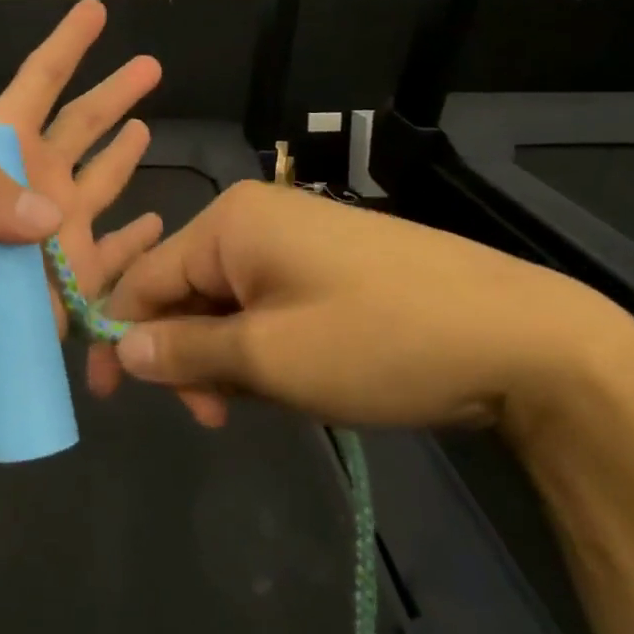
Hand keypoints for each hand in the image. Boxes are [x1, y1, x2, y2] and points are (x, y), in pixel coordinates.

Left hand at [0, 0, 165, 430]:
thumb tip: (50, 209)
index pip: (33, 87)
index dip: (64, 47)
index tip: (94, 10)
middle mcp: (27, 186)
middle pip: (80, 126)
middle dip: (112, 93)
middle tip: (152, 65)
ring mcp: (53, 237)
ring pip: (103, 179)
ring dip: (124, 152)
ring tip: (150, 124)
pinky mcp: (72, 286)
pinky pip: (117, 253)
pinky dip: (140, 237)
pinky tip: (162, 219)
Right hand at [99, 180, 633, 434]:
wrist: (525, 338)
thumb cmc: (379, 341)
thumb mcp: (268, 357)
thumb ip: (184, 351)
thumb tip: (121, 348)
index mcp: (230, 222)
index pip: (145, 277)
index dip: (120, 335)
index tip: (108, 398)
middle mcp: (255, 216)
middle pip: (186, 289)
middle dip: (186, 354)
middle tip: (211, 417)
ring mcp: (297, 236)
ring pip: (228, 301)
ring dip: (227, 356)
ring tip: (263, 404)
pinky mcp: (330, 261)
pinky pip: (268, 301)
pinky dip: (264, 344)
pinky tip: (295, 379)